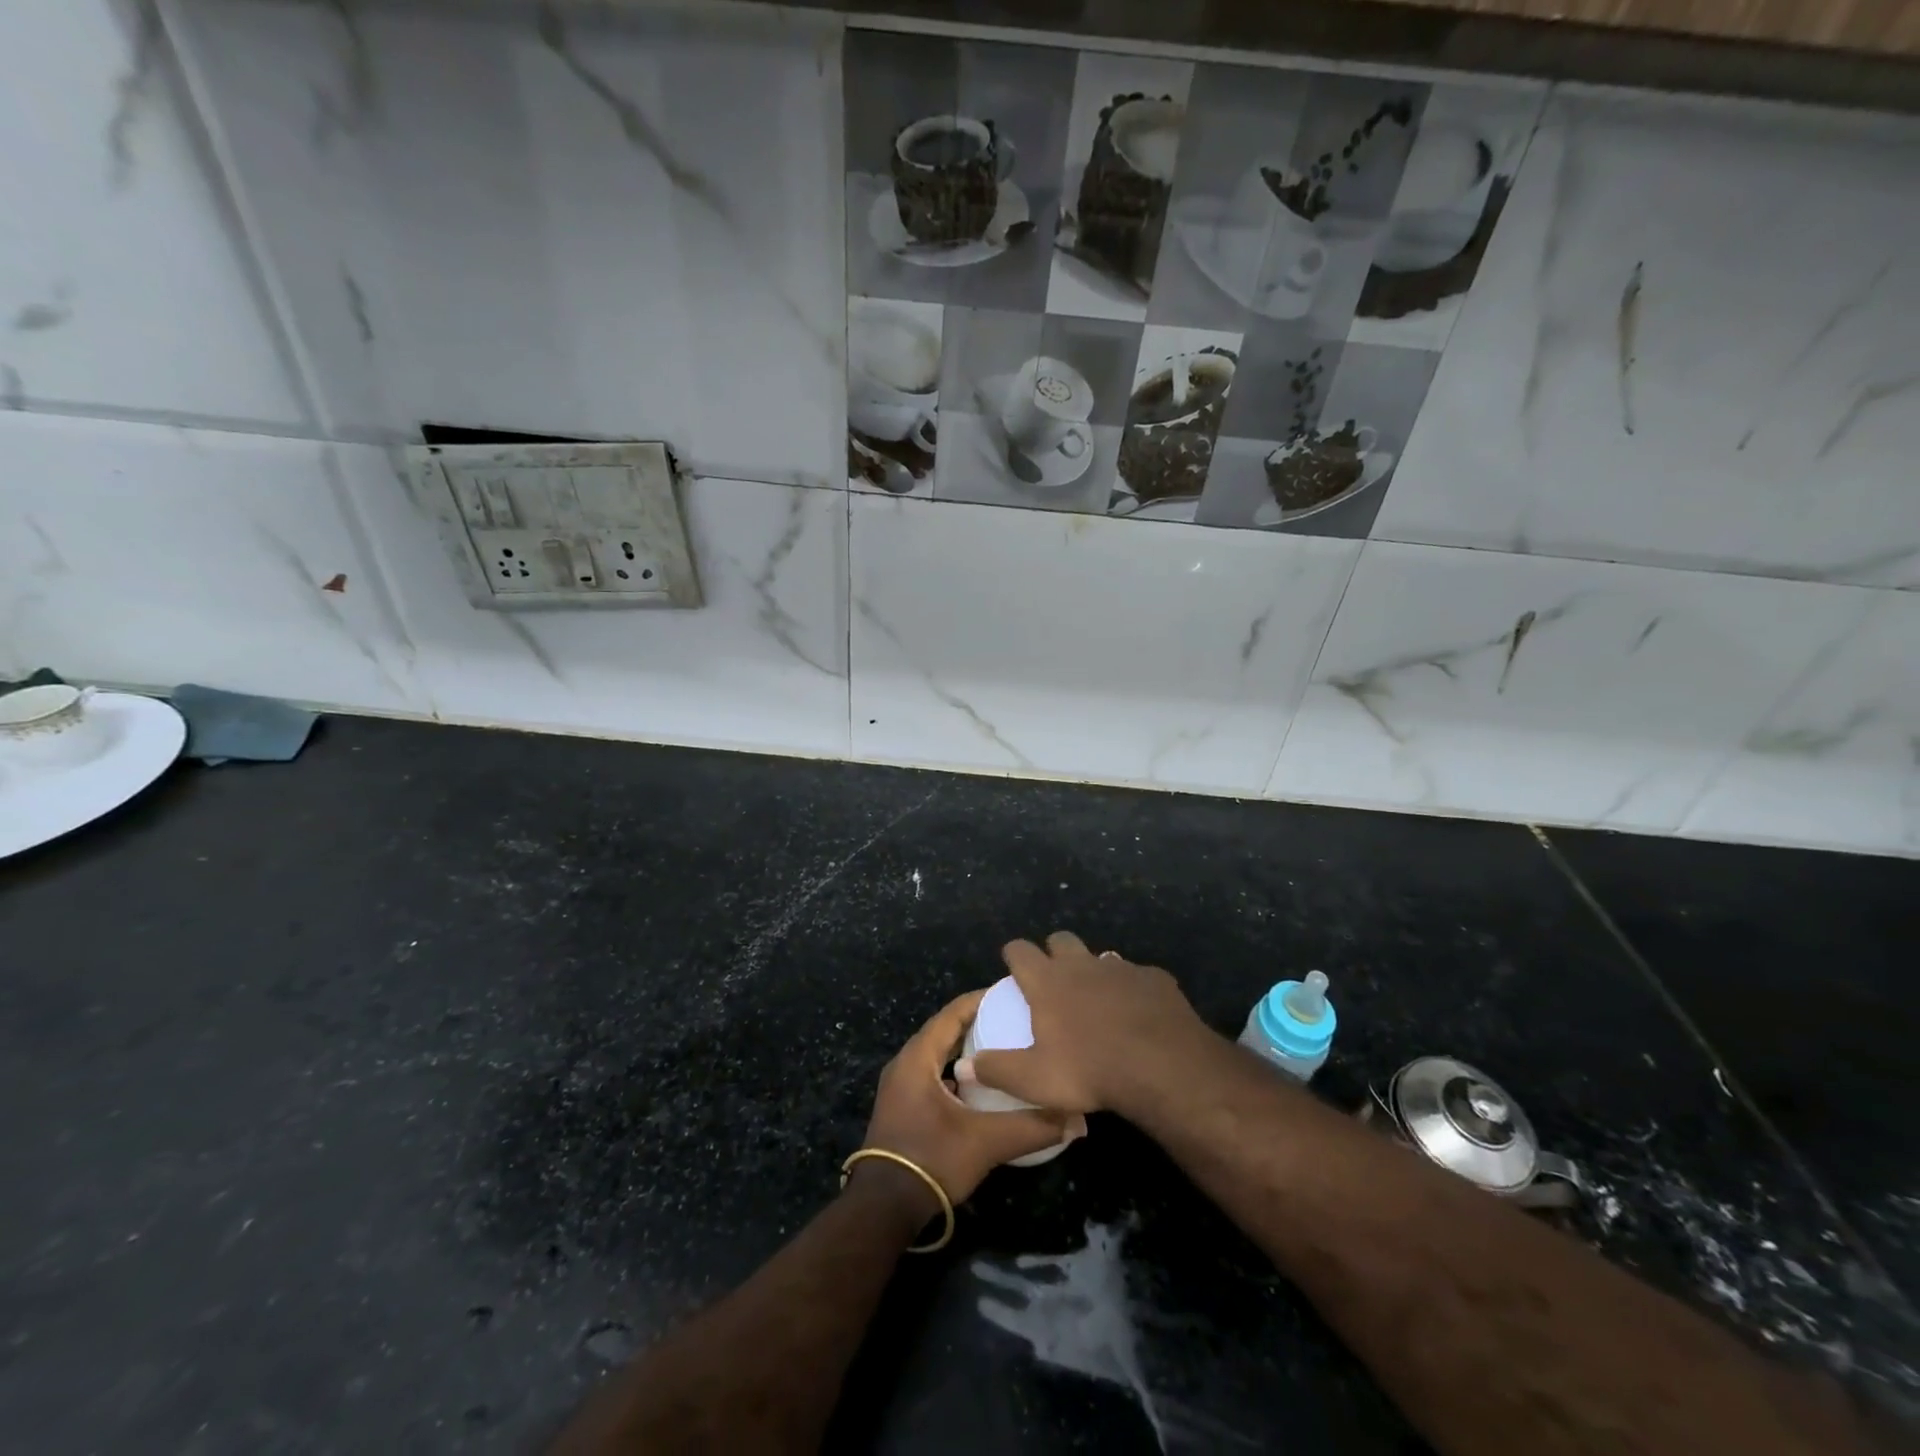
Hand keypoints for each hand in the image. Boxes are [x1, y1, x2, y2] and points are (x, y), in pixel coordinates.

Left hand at [857, 989, 1085, 1215]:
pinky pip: (933, 1074)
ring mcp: (900, 1086)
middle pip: (945, 1030)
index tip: (1012, 994)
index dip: (982, 1000)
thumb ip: (1033, 1127)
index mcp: (918, 1056)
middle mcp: (905, 1063)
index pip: (953, 1013)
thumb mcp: (987, 1142)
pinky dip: (957, 1071)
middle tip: (1014, 1020)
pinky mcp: (903, 1107)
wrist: (883, 1209)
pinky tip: (982, 1086)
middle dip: (978, 1022)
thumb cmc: (931, 1160)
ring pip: (938, 1054)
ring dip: (967, 1049)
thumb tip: (1078, 1120)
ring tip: (1004, 1049)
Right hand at [964, 931, 1210, 1115]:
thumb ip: (997, 1070)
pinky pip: (1137, 976)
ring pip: (1100, 957)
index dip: (1014, 953)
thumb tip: (962, 1066)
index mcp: (1048, 981)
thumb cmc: (1090, 1071)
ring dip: (1094, 970)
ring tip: (1097, 999)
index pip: (1020, 950)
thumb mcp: (1035, 1080)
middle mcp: (1081, 964)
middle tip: (1054, 978)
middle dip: (1054, 951)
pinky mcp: (1154, 978)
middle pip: (1061, 940)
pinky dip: (1132, 989)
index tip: (1013, 963)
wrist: (1163, 1066)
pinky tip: (1138, 1013)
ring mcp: (1120, 968)